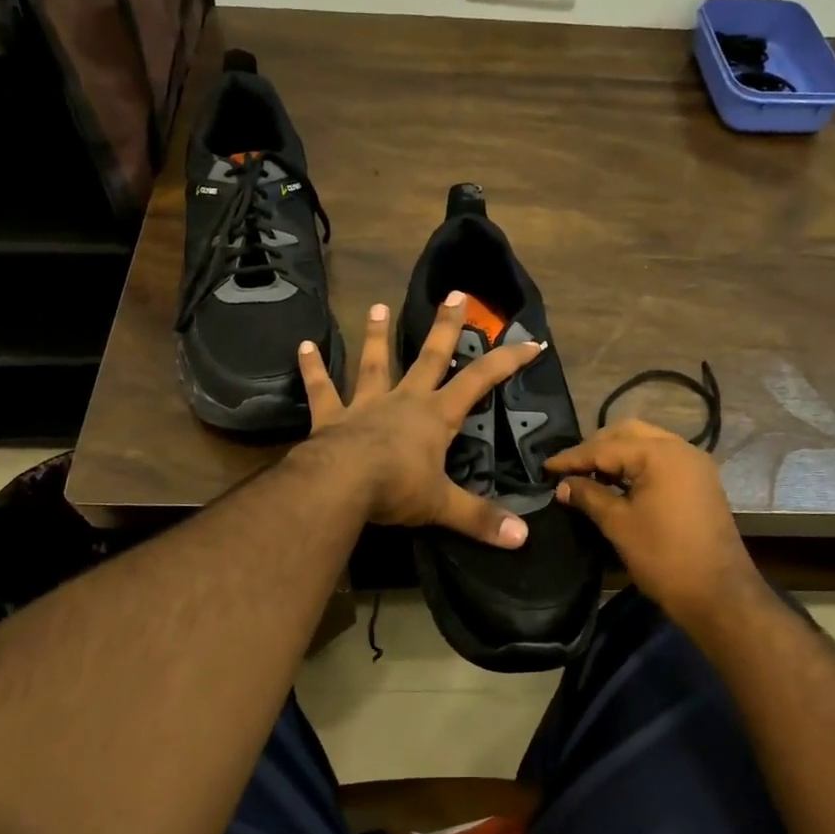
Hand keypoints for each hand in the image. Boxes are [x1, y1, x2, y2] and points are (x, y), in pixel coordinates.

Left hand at [298, 293, 543, 547]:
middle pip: (429, 356)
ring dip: (376, 335)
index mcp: (435, 416)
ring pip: (374, 363)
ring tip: (377, 306)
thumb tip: (523, 539)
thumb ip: (480, 519)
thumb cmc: (396, 489)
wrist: (340, 484)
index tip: (531, 342)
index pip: (480, 381)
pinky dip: (312, 368)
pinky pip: (322, 389)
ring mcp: (365, 404)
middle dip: (445, 326)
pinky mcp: (332, 416)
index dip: (507, 362)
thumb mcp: (442, 505)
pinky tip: (303, 346)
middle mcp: (403, 400)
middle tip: (455, 294)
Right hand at [545, 419, 761, 628]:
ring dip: (616, 454)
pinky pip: (661, 459)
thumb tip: (563, 485)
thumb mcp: (619, 524)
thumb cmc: (664, 557)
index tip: (546, 467)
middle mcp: (681, 448)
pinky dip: (636, 465)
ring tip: (589, 475)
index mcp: (660, 454)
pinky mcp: (700, 481)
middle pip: (628, 433)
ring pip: (646, 443)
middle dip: (596, 447)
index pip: (605, 447)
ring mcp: (694, 464)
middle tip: (570, 469)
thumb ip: (588, 496)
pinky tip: (617, 483)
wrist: (719, 595)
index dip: (572, 458)